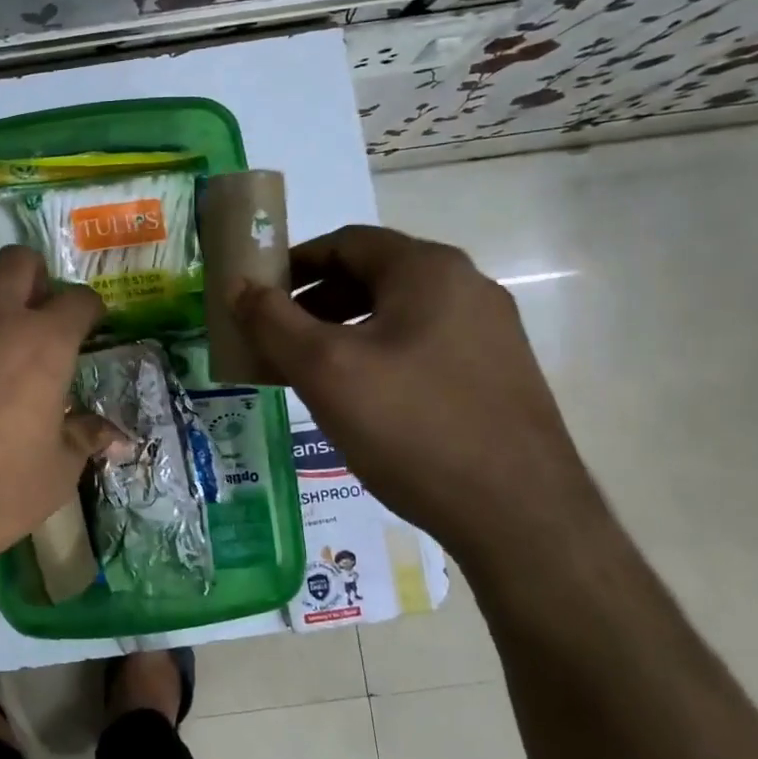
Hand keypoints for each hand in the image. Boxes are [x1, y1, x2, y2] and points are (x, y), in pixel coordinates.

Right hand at [233, 225, 604, 563]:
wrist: (519, 516)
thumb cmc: (411, 426)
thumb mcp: (324, 370)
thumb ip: (272, 321)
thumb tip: (238, 285)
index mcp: (428, 270)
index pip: (346, 242)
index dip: (293, 262)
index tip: (257, 293)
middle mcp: (467, 287)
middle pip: (372, 275)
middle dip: (314, 301)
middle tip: (274, 336)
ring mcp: (489, 332)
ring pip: (396, 313)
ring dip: (342, 330)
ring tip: (308, 370)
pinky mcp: (496, 373)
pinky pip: (421, 345)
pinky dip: (377, 354)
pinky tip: (359, 397)